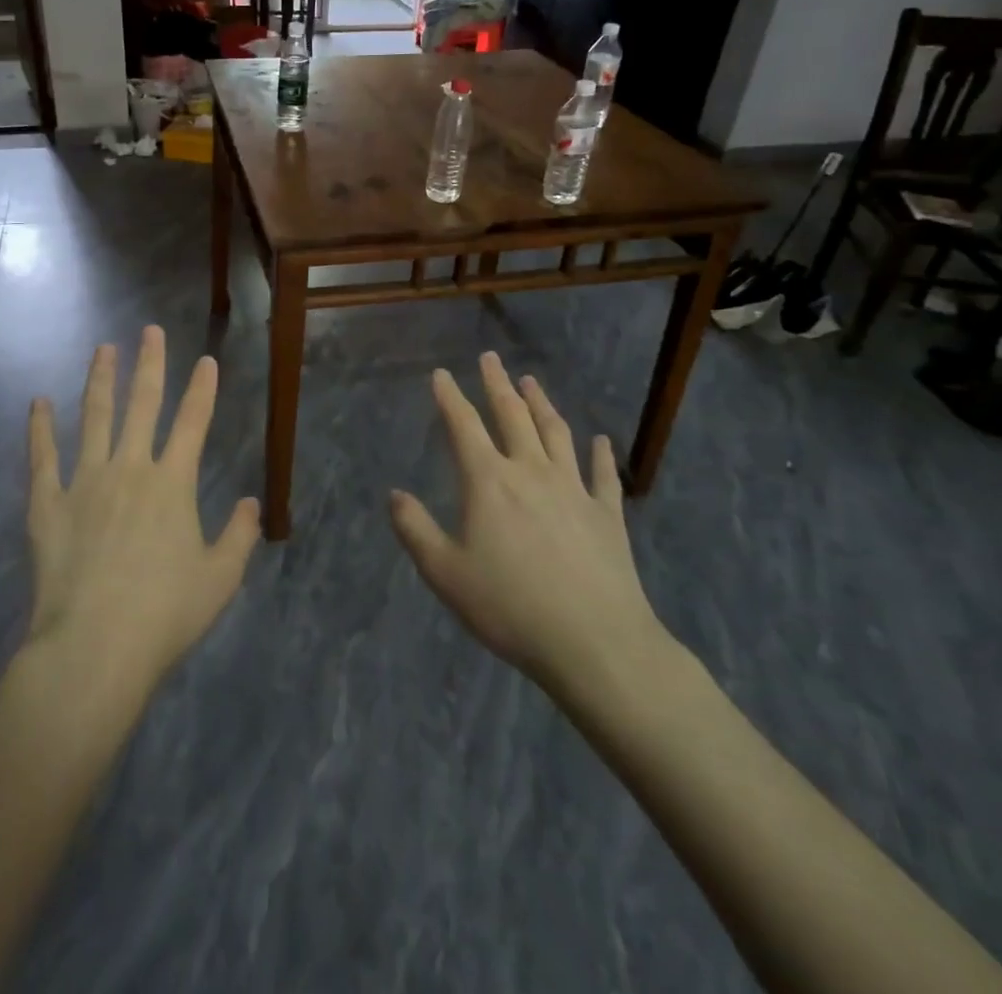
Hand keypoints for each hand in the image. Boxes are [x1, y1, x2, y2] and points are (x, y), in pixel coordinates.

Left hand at [25, 325, 258, 695]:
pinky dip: (40, 427)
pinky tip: (38, 402)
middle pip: (142, 404)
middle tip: (149, 331)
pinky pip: (43, 456)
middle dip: (149, 364)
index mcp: (173, 483)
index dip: (202, 388)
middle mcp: (130, 468)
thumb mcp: (220, 578)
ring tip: (103, 349)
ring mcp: (85, 481)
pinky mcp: (48, 503)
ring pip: (94, 417)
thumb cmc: (165, 614)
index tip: (206, 360)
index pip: (193, 422)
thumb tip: (251, 503)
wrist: (94, 646)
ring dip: (100, 380)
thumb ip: (239, 535)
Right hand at [390, 352, 671, 703]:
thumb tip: (394, 495)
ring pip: (556, 433)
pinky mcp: (607, 514)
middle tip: (490, 358)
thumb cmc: (510, 607)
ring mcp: (573, 489)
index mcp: (489, 482)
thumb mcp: (445, 574)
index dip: (450, 397)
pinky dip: (600, 454)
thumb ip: (416, 530)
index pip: (463, 426)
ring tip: (532, 382)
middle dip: (497, 384)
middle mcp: (531, 472)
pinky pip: (602, 474)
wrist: (595, 642)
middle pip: (512, 416)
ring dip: (542, 404)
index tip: (441, 374)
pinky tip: (600, 440)